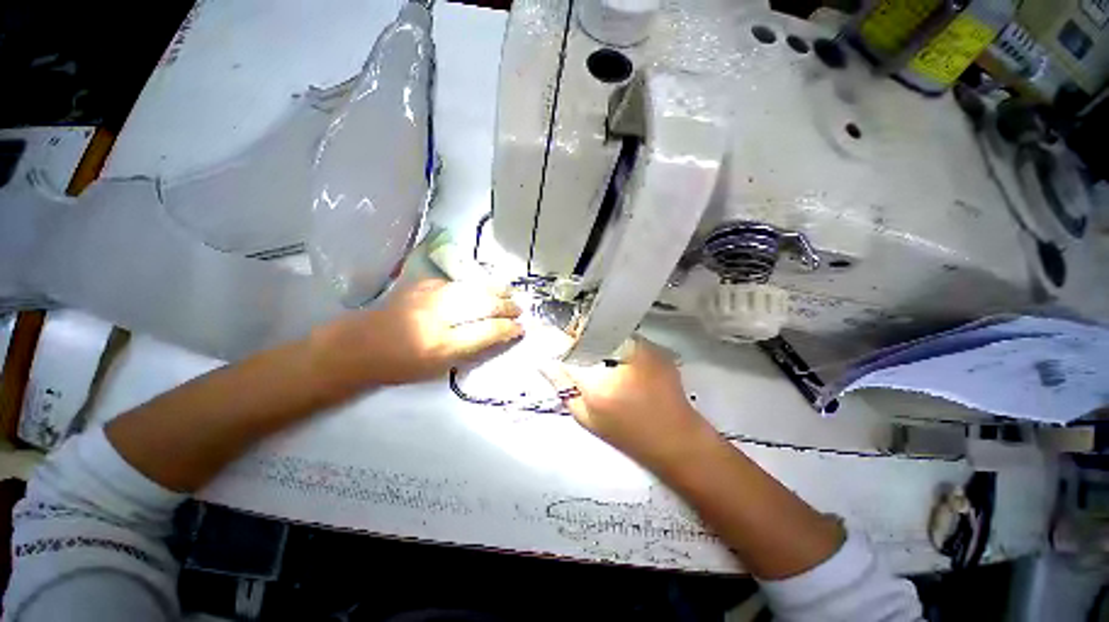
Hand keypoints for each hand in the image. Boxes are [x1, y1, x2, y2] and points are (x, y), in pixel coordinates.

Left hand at [311, 279, 523, 385]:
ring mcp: (430, 296)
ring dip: (496, 291)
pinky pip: (458, 282)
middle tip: (520, 309)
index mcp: (442, 345)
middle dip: (506, 306)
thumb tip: (499, 335)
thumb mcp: (440, 368)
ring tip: (510, 294)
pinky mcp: (423, 284)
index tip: (521, 328)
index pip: (487, 331)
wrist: (361, 345)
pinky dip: (476, 284)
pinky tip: (485, 287)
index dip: (508, 329)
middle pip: (483, 305)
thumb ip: (472, 350)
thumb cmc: (402, 365)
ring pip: (474, 288)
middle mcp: (439, 317)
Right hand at [541, 339, 716, 469]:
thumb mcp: (587, 417)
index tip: (547, 334)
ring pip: (608, 332)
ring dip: (598, 339)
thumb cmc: (627, 434)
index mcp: (599, 382)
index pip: (568, 349)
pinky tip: (620, 359)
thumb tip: (545, 362)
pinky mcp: (657, 348)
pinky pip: (626, 337)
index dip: (556, 340)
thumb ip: (563, 387)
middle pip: (589, 333)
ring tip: (599, 355)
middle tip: (575, 349)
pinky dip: (616, 343)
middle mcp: (621, 358)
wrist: (677, 439)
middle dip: (578, 337)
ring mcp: (643, 349)